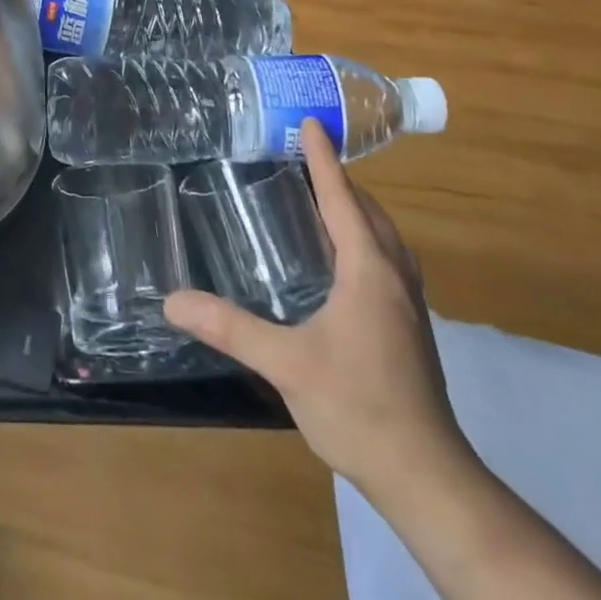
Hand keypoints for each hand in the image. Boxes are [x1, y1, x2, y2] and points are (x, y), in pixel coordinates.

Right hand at [165, 119, 467, 500]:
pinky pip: (385, 260)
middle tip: (303, 156)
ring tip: (321, 197)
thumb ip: (229, 328)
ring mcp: (408, 304)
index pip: (342, 199)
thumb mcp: (286, 364)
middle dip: (341, 179)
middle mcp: (393, 277)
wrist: (427, 477)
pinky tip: (341, 257)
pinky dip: (364, 237)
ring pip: (384, 237)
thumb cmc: (358, 407)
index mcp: (368, 271)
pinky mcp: (409, 328)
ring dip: (356, 208)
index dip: (324, 159)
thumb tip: (173, 300)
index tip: (312, 122)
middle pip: (369, 212)